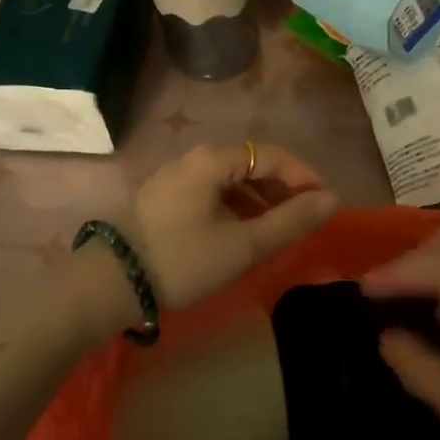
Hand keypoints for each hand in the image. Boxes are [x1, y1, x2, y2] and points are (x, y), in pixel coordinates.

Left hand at [124, 143, 336, 310]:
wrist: (108, 283)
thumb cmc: (182, 259)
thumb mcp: (243, 245)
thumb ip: (290, 221)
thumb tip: (332, 199)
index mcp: (214, 159)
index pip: (273, 155)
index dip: (304, 176)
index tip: (325, 203)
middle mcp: (194, 158)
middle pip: (251, 163)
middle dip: (282, 188)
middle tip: (303, 218)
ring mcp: (175, 177)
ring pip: (230, 179)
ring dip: (259, 199)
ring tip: (275, 230)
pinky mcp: (163, 198)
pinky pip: (211, 192)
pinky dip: (235, 207)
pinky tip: (240, 233)